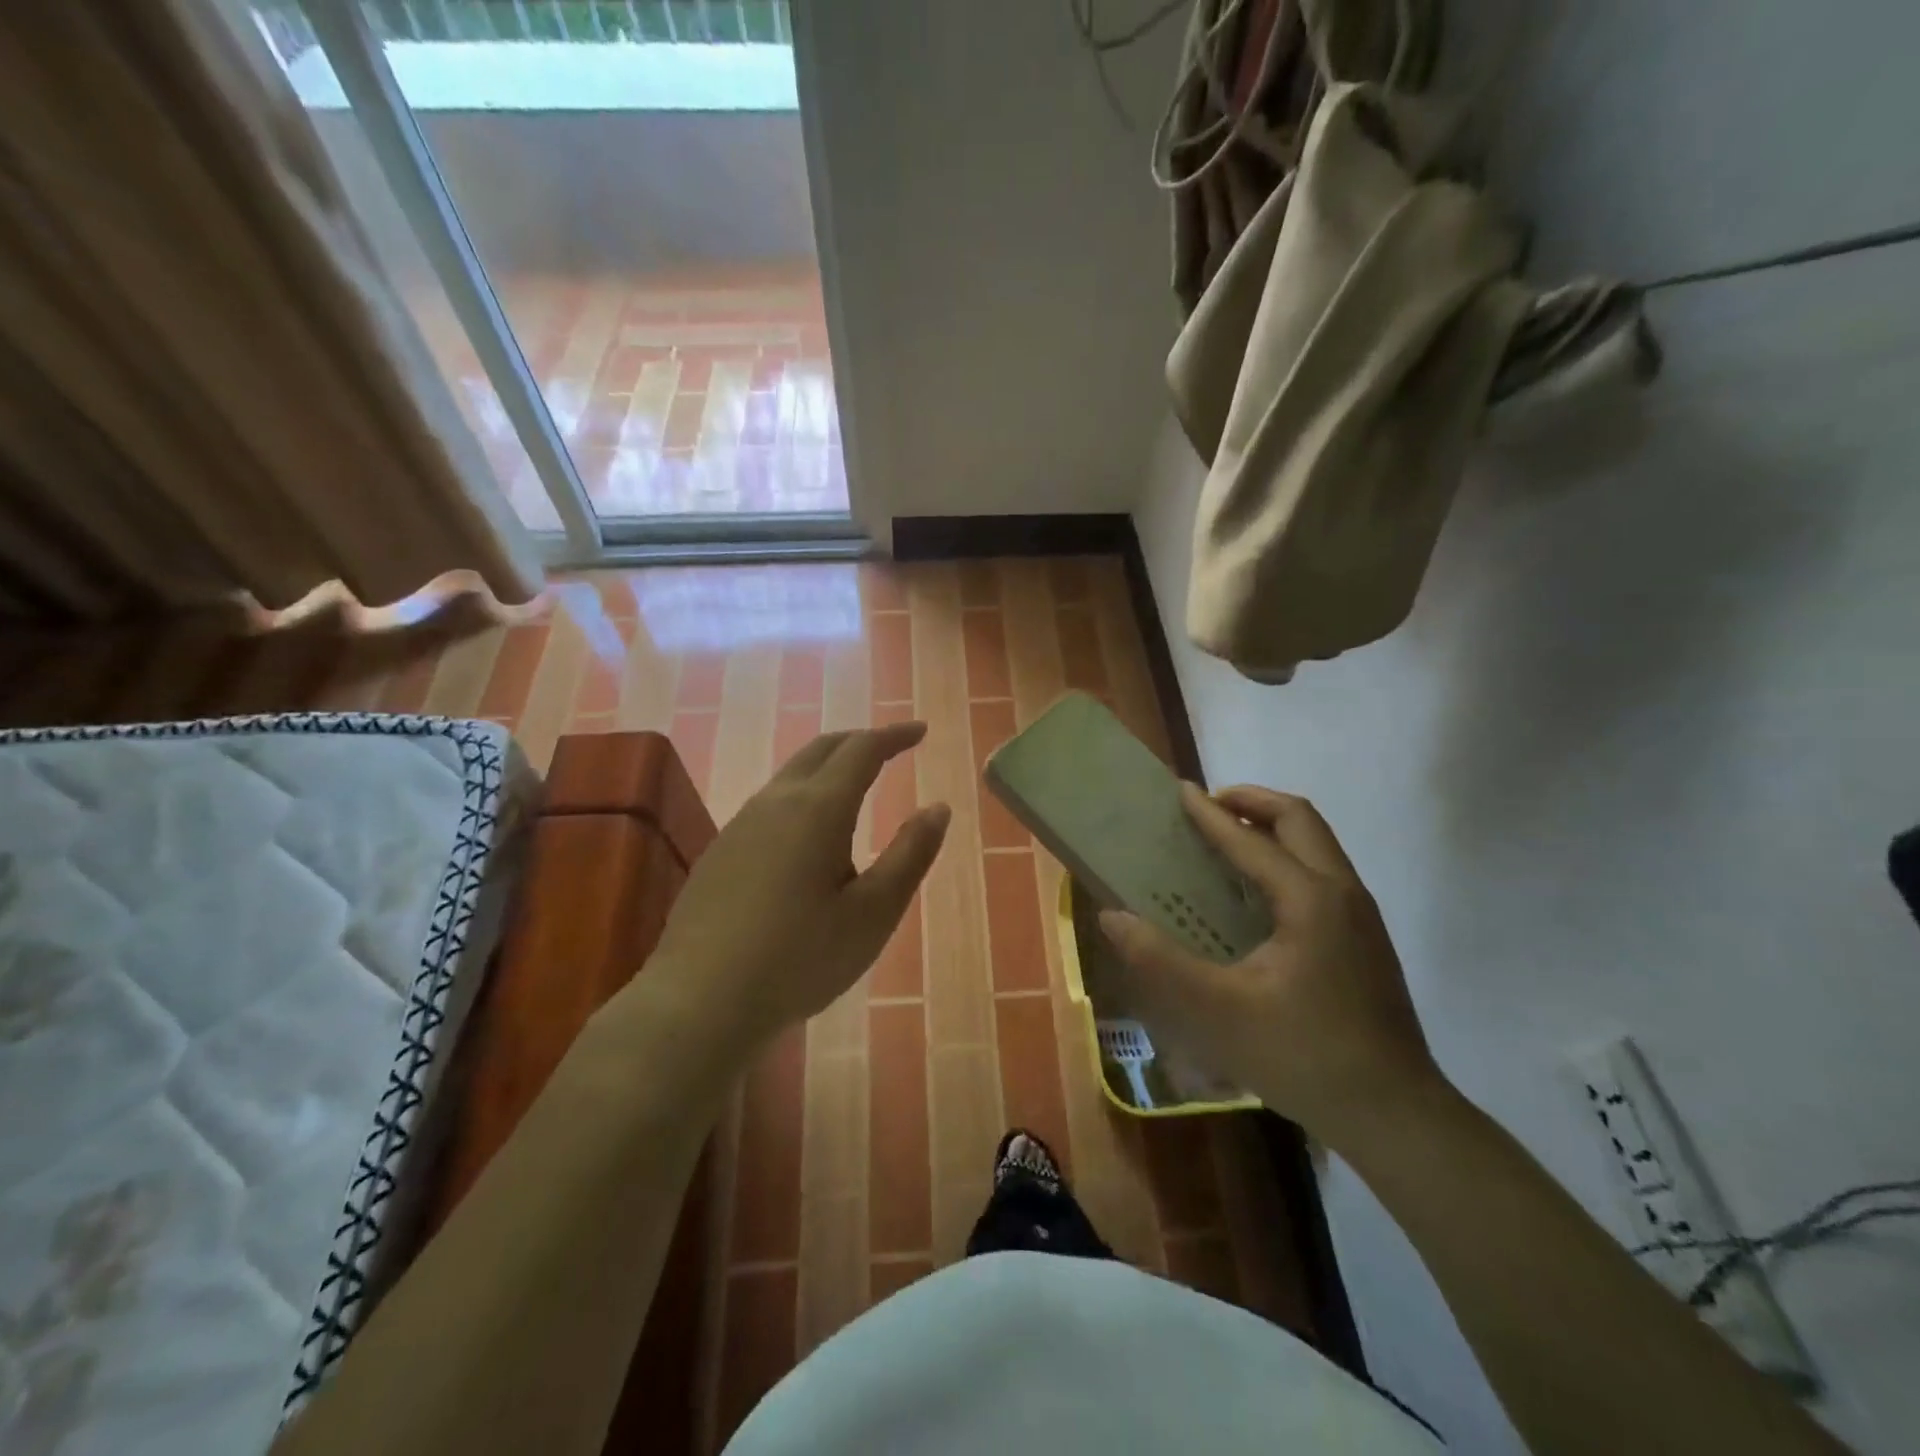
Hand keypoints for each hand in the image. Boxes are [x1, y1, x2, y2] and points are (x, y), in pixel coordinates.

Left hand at [648, 722, 949, 1052]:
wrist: (699, 1001)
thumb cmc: (800, 958)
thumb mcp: (873, 913)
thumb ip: (910, 855)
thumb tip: (938, 807)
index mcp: (818, 809)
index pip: (862, 749)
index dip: (895, 735)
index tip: (921, 731)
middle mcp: (776, 802)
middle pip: (821, 749)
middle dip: (860, 741)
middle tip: (891, 747)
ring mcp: (740, 825)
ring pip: (791, 775)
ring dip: (828, 767)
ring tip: (855, 788)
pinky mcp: (719, 851)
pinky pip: (770, 804)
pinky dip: (802, 795)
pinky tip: (807, 836)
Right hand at [1099, 784, 1444, 1147]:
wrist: (1395, 1115)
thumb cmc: (1303, 1055)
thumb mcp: (1217, 1012)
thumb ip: (1160, 962)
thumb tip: (1112, 917)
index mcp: (1310, 899)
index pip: (1251, 838)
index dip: (1210, 814)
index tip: (1179, 791)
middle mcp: (1342, 893)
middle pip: (1299, 820)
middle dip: (1251, 802)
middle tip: (1207, 809)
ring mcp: (1360, 916)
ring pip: (1316, 844)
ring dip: (1271, 828)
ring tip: (1226, 841)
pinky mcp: (1364, 940)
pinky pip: (1321, 872)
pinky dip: (1285, 858)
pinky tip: (1255, 896)